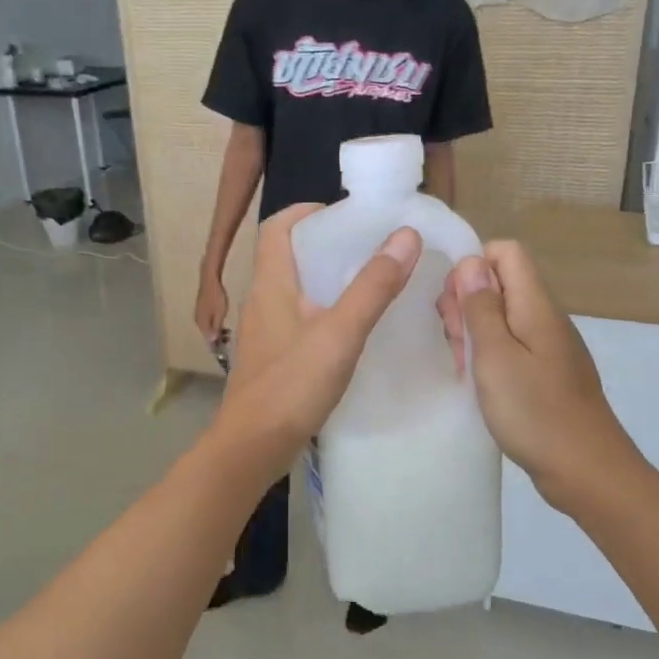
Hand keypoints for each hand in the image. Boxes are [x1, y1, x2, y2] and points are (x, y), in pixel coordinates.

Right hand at [194, 270, 229, 344]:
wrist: (210, 280)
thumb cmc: (217, 297)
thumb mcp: (219, 314)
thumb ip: (215, 327)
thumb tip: (211, 341)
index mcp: (201, 323)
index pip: (207, 339)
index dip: (215, 346)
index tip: (223, 349)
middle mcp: (198, 320)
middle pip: (206, 334)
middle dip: (216, 339)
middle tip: (228, 339)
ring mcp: (199, 314)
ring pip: (207, 327)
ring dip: (216, 331)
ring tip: (227, 332)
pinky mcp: (201, 309)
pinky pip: (207, 321)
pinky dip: (214, 324)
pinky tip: (221, 323)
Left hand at [214, 204, 419, 479]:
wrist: (252, 447)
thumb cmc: (292, 385)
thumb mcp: (340, 333)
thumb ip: (373, 287)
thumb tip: (406, 236)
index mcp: (270, 284)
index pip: (277, 228)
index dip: (306, 211)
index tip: (345, 213)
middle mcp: (261, 301)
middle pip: (287, 256)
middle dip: (325, 244)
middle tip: (369, 247)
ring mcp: (264, 332)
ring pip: (293, 290)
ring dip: (326, 279)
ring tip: (368, 283)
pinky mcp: (271, 359)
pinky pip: (297, 319)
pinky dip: (322, 311)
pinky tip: (350, 330)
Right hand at [442, 242, 638, 508]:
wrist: (587, 471)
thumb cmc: (535, 412)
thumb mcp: (495, 357)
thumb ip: (481, 308)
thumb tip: (471, 262)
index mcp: (536, 306)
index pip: (506, 252)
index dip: (472, 265)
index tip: (450, 302)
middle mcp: (546, 318)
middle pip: (502, 283)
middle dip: (468, 301)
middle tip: (453, 340)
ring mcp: (549, 347)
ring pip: (504, 316)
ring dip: (475, 331)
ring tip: (460, 364)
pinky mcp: (547, 373)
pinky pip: (512, 346)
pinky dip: (489, 355)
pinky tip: (476, 381)